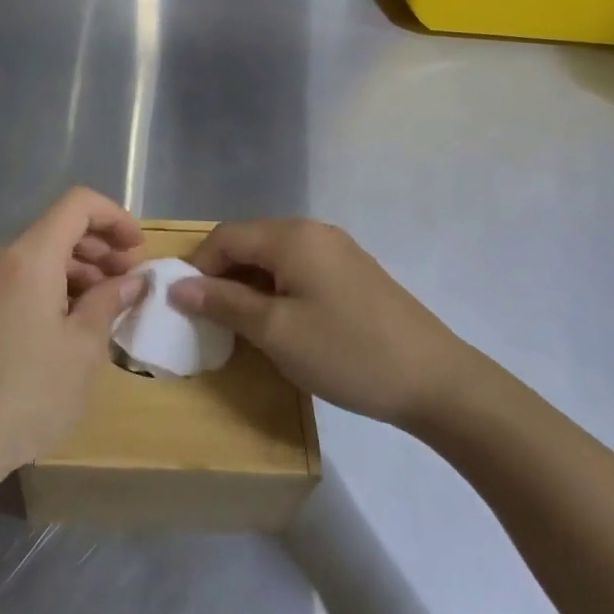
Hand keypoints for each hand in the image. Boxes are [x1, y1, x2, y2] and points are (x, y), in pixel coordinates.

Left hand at [0, 188, 146, 482]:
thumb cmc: (29, 393)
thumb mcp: (83, 349)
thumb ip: (109, 302)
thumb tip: (131, 280)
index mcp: (28, 257)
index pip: (77, 204)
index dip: (114, 217)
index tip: (138, 248)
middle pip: (56, 230)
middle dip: (99, 248)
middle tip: (129, 282)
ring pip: (37, 258)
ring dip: (76, 271)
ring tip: (103, 306)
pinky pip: (17, 281)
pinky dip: (49, 287)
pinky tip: (66, 323)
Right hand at [170, 219, 486, 430]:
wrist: (436, 381)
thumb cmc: (346, 352)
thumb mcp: (275, 331)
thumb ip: (223, 303)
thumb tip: (177, 287)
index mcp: (292, 236)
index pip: (226, 236)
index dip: (199, 267)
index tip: (188, 307)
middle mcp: (314, 231)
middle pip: (250, 242)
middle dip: (223, 276)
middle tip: (213, 320)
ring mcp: (339, 250)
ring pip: (275, 258)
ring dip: (250, 285)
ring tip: (244, 326)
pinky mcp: (355, 273)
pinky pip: (300, 269)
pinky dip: (278, 290)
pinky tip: (284, 323)